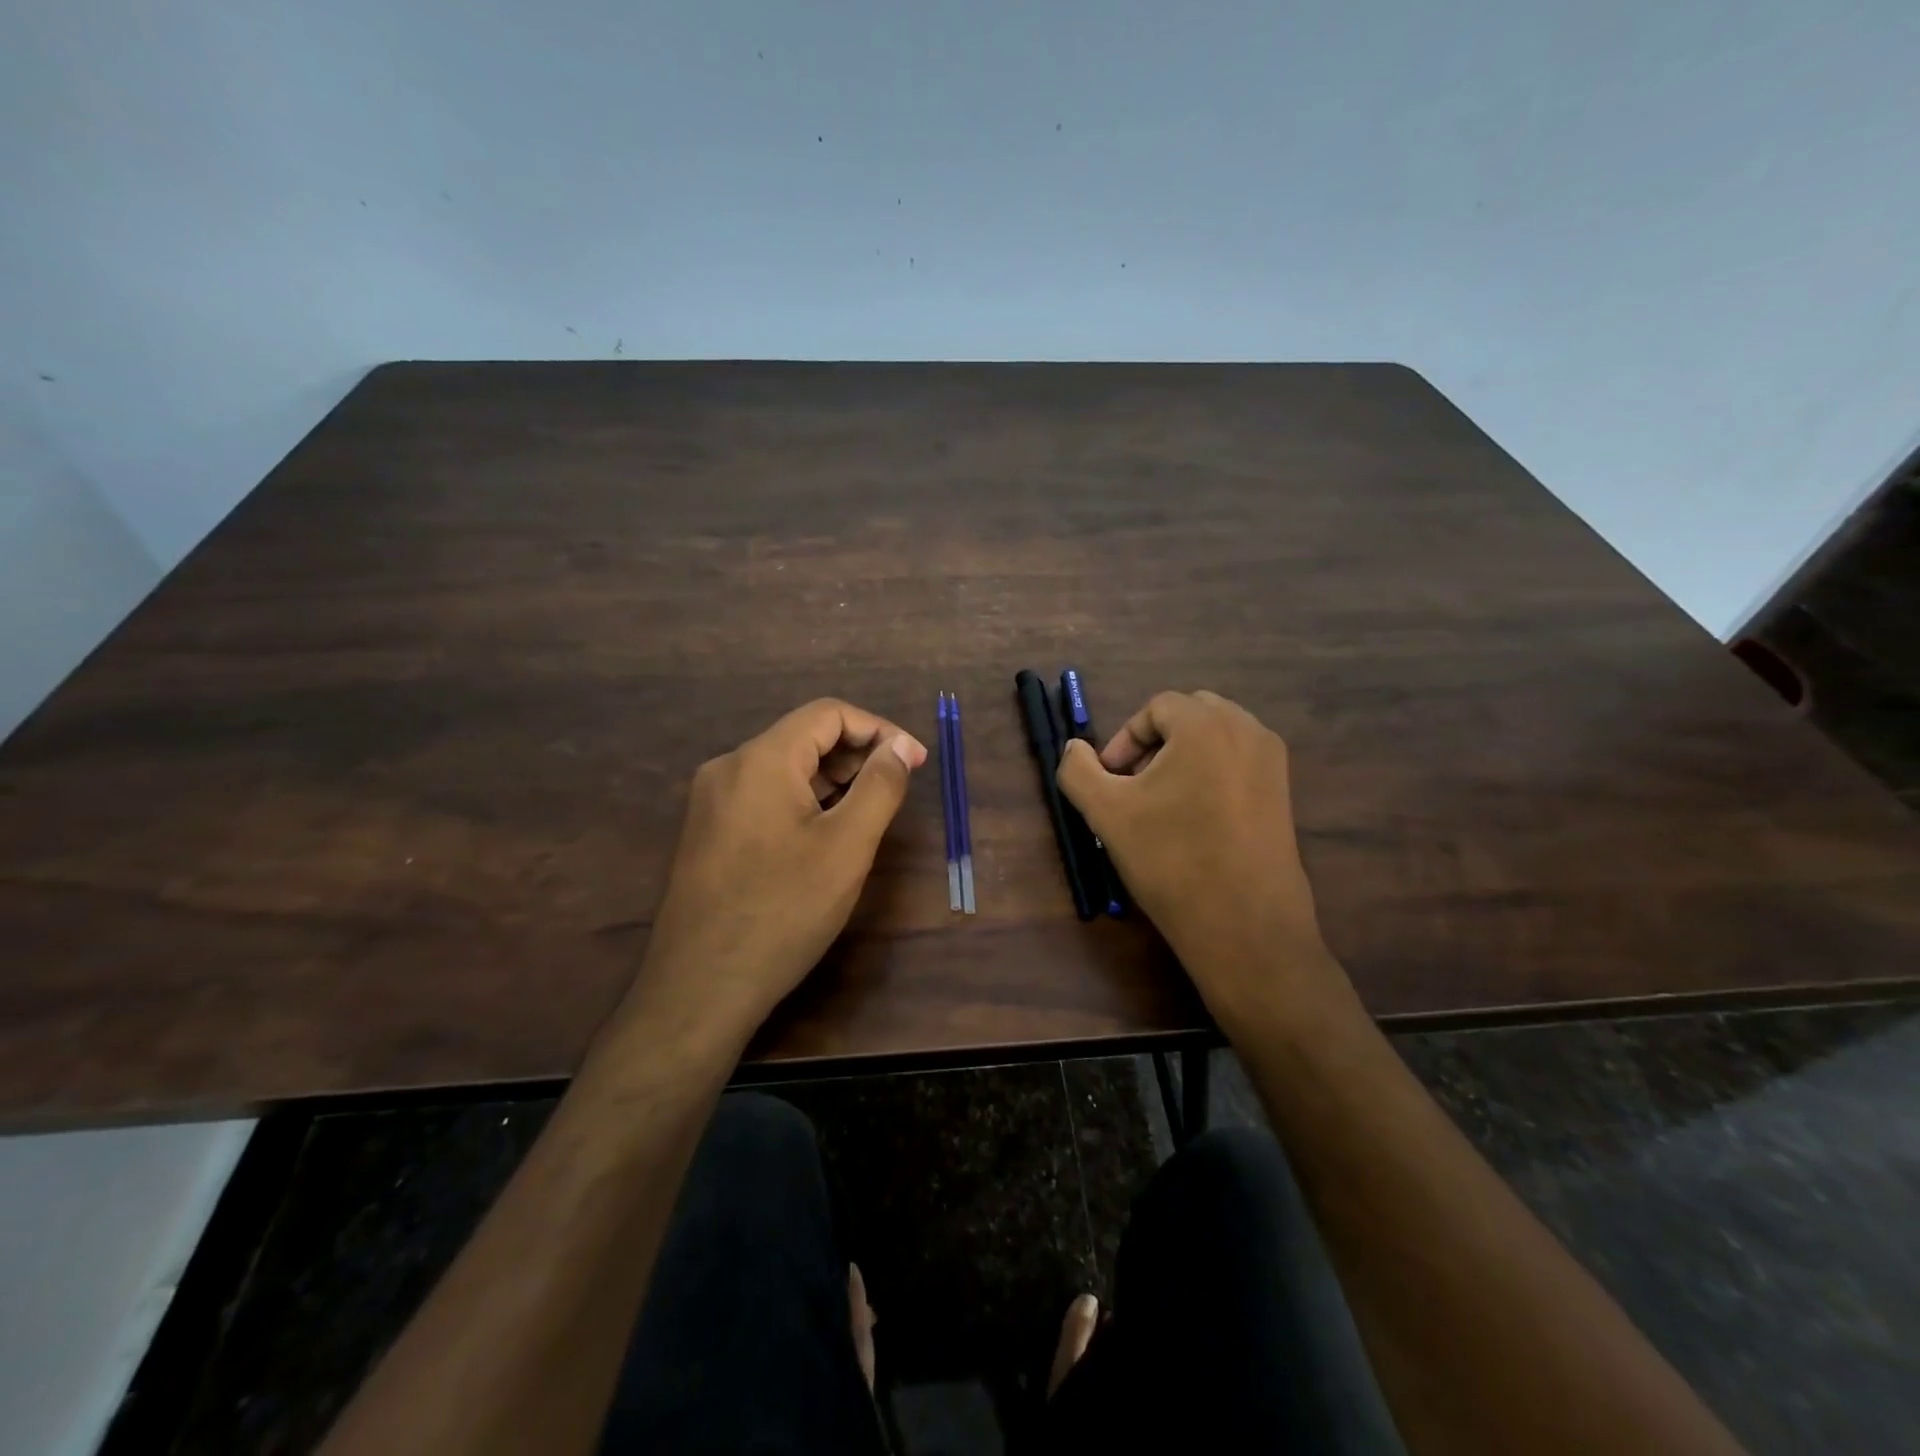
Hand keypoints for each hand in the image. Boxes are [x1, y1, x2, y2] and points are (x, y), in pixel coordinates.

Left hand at [629, 699, 926, 1038]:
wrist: (699, 988)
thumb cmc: (783, 912)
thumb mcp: (847, 847)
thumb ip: (880, 787)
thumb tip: (899, 748)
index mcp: (761, 759)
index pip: (828, 714)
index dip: (879, 730)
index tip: (915, 762)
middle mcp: (728, 767)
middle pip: (804, 737)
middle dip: (857, 754)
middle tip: (897, 789)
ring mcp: (712, 801)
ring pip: (785, 769)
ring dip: (832, 780)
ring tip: (868, 814)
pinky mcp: (708, 831)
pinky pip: (765, 796)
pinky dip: (804, 801)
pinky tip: (826, 835)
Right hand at [1057, 691, 1344, 1033]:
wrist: (1243, 925)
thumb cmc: (1170, 859)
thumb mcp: (1106, 813)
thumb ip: (1078, 770)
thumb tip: (1075, 748)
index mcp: (1206, 725)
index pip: (1157, 707)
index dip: (1125, 738)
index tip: (1110, 778)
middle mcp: (1247, 730)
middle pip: (1191, 714)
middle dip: (1156, 742)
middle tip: (1134, 784)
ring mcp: (1272, 762)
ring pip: (1218, 737)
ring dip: (1184, 755)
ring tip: (1162, 801)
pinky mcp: (1284, 793)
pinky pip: (1240, 762)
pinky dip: (1212, 773)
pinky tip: (1196, 818)